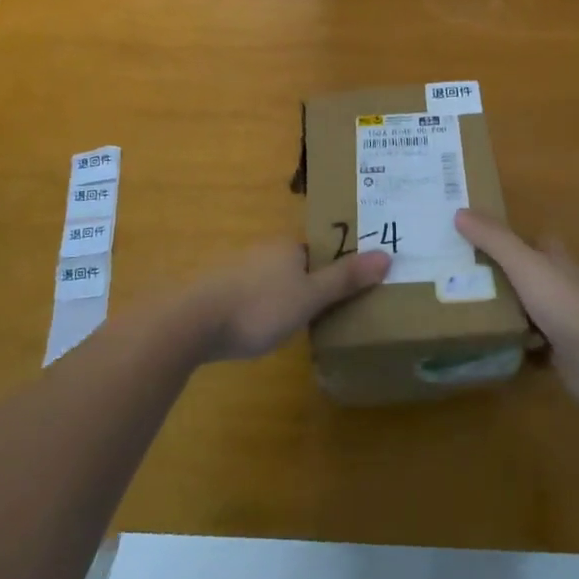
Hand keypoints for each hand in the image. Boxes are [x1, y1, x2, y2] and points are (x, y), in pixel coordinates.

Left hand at [186, 241, 389, 361]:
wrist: (191, 321)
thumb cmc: (259, 307)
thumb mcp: (310, 297)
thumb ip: (345, 279)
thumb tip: (387, 255)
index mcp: (287, 247)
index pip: (318, 251)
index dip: (333, 268)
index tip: (347, 290)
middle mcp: (262, 251)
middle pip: (294, 264)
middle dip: (308, 283)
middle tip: (326, 312)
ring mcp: (236, 270)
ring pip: (270, 280)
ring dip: (281, 297)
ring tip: (293, 326)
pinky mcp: (216, 292)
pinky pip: (249, 296)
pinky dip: (258, 309)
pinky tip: (258, 330)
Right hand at [454, 209, 578, 412]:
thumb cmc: (565, 302)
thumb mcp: (524, 263)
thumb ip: (494, 239)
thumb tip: (459, 212)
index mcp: (551, 257)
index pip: (522, 240)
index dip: (497, 238)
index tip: (463, 239)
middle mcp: (555, 284)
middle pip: (518, 275)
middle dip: (490, 277)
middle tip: (449, 279)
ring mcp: (558, 320)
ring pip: (520, 310)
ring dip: (497, 312)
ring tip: (455, 312)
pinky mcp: (556, 352)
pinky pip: (524, 345)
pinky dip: (507, 345)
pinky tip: (481, 346)